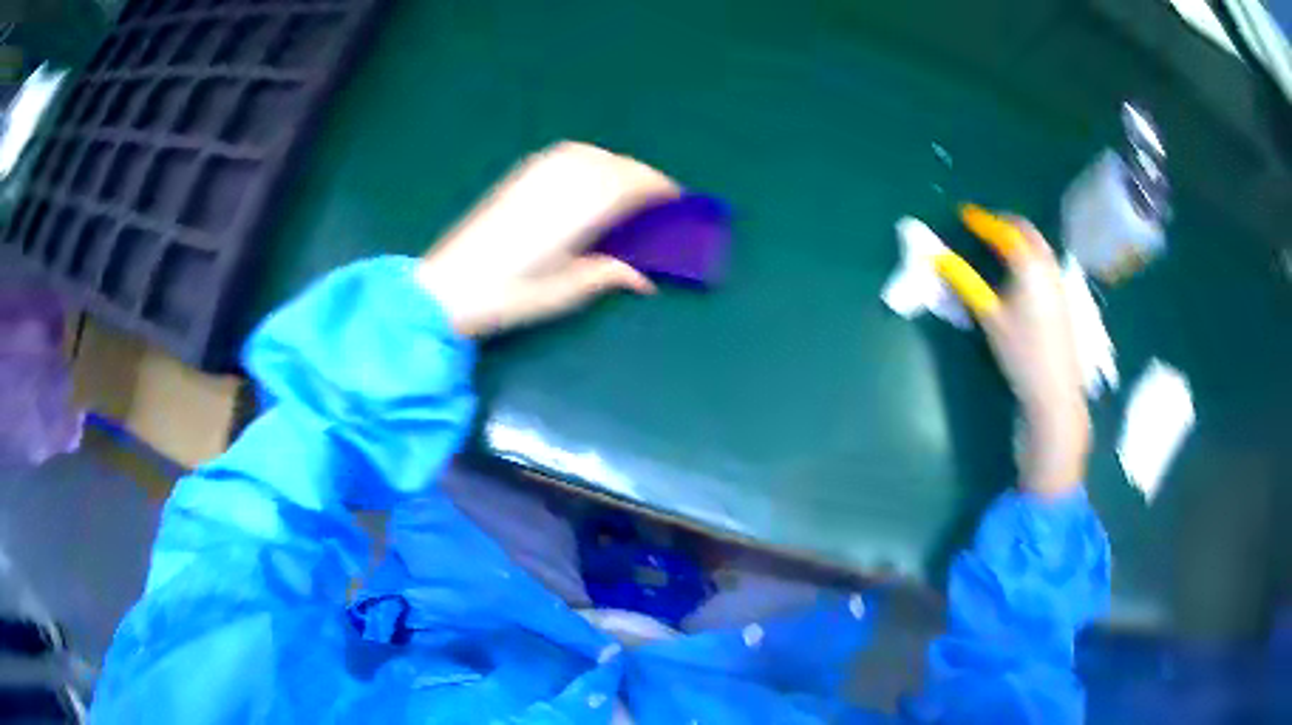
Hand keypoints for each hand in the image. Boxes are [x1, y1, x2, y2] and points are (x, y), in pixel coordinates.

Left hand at [415, 141, 679, 336]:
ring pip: (592, 154)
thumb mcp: (566, 291)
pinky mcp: (520, 176)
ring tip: (625, 189)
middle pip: (616, 166)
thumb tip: (644, 278)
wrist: (448, 285)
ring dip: (616, 166)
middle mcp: (563, 180)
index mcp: (581, 208)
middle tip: (656, 201)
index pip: (632, 184)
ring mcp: (538, 173)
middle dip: (642, 178)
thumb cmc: (510, 293)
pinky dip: (589, 160)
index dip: (659, 189)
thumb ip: (609, 274)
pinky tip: (588, 178)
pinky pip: (567, 155)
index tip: (676, 200)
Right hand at [974, 216, 1090, 496]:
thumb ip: (965, 282)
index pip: (1003, 230)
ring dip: (1019, 236)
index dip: (982, 220)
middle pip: (1026, 231)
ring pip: (1038, 245)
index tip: (965, 213)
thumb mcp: (989, 317)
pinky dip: (1030, 252)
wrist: (1056, 391)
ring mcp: (1059, 280)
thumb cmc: (1021, 353)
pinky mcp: (1064, 297)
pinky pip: (1045, 260)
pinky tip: (1021, 270)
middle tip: (983, 225)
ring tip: (999, 243)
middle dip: (1004, 222)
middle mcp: (1047, 265)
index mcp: (1028, 264)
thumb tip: (936, 257)